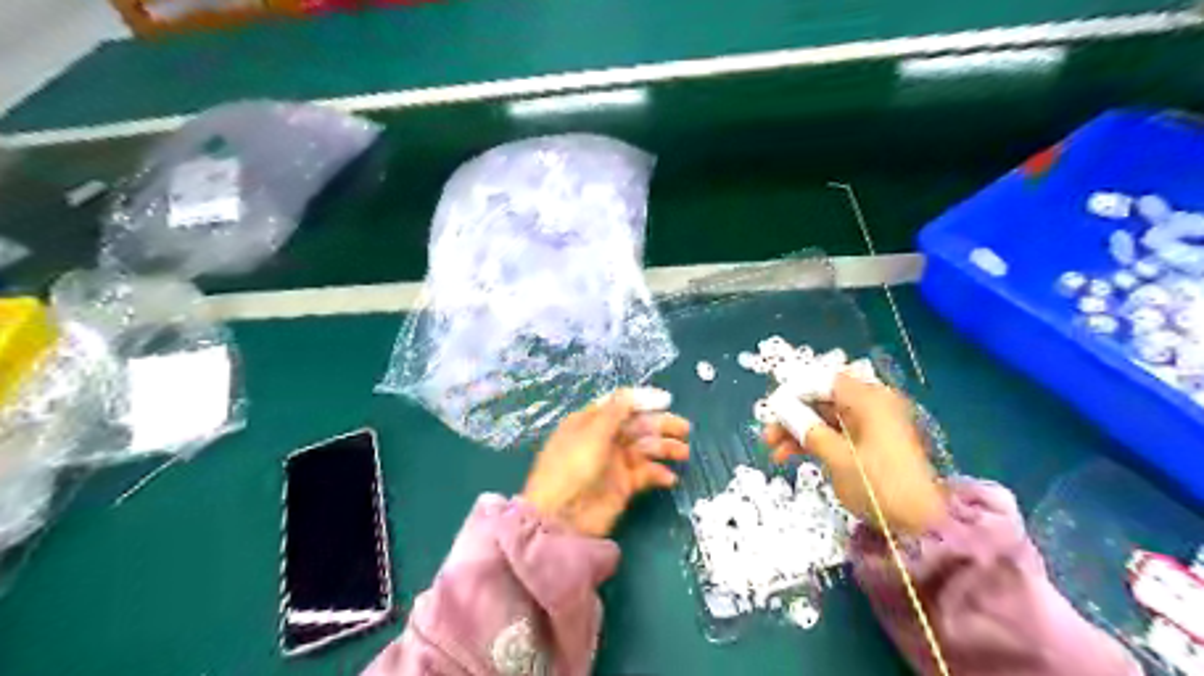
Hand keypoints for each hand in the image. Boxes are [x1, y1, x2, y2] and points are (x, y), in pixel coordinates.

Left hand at [525, 391, 691, 537]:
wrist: (562, 518)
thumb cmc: (573, 467)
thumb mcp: (592, 433)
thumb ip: (617, 410)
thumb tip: (640, 393)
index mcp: (590, 421)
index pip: (621, 404)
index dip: (644, 401)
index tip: (667, 401)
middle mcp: (604, 439)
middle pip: (637, 425)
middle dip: (661, 425)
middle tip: (685, 429)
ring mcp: (614, 462)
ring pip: (645, 448)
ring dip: (665, 448)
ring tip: (684, 452)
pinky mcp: (623, 486)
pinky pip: (646, 474)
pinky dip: (659, 474)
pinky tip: (669, 478)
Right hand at [765, 374, 945, 532]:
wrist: (923, 525)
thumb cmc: (879, 485)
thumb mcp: (837, 458)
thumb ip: (808, 430)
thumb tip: (783, 411)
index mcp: (869, 399)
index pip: (824, 381)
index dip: (795, 392)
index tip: (771, 409)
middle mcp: (873, 405)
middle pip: (824, 399)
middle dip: (793, 416)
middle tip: (767, 434)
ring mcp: (873, 425)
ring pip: (827, 418)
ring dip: (800, 431)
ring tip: (774, 451)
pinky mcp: (872, 443)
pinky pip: (837, 433)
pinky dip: (816, 441)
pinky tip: (791, 456)